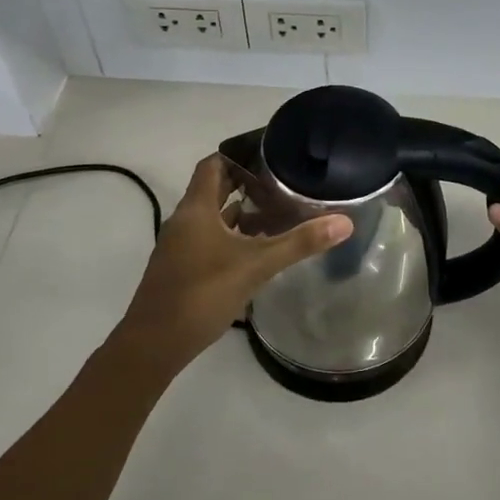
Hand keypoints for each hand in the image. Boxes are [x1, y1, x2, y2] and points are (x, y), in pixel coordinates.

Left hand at [113, 154, 351, 372]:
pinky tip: (257, 250)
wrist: (154, 344)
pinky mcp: (181, 268)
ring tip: (278, 212)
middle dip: (247, 184)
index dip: (240, 155)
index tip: (270, 155)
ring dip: (240, 213)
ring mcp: (180, 246)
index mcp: (196, 209)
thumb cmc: (202, 293)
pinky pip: (209, 239)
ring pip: (213, 218)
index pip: (214, 164)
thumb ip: (299, 243)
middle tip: (283, 182)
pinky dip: (232, 237)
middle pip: (215, 189)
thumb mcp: (256, 265)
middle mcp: (185, 220)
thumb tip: (344, 222)